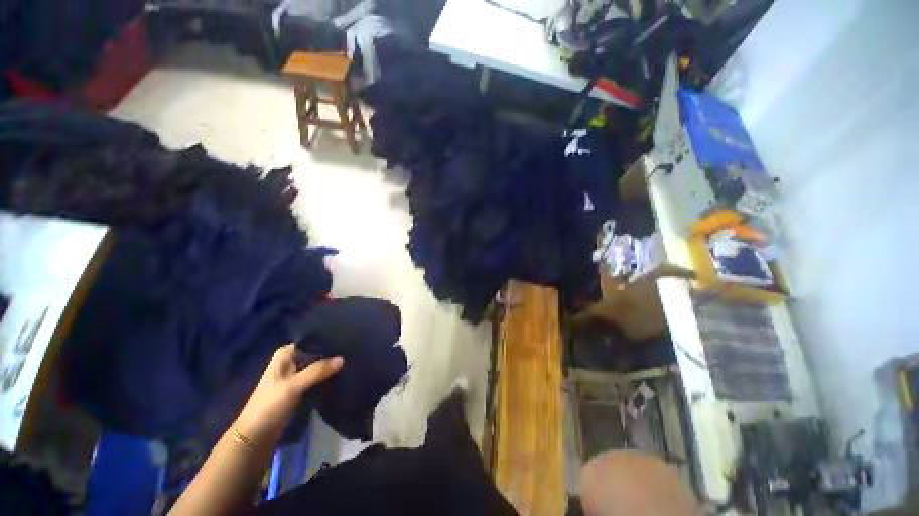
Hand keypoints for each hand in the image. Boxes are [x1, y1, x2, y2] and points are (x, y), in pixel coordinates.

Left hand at [234, 344, 342, 445]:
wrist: (256, 437)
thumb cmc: (269, 406)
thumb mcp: (293, 387)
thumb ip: (317, 371)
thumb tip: (343, 358)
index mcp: (286, 353)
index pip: (312, 340)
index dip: (329, 340)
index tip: (347, 339)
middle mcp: (292, 359)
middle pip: (317, 352)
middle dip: (332, 353)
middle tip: (352, 351)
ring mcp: (297, 373)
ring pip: (319, 364)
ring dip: (331, 365)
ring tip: (352, 360)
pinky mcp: (301, 386)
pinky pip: (319, 376)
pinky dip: (328, 376)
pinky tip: (343, 373)